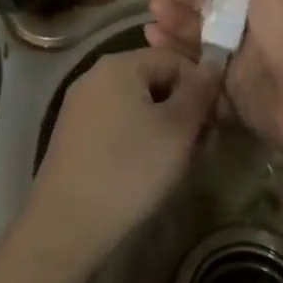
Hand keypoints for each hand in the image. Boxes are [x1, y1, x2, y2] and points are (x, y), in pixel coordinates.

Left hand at [24, 46, 219, 271]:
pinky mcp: (73, 132)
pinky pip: (116, 122)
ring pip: (136, 103)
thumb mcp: (177, 129)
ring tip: (176, 161)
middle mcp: (95, 74)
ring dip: (162, 125)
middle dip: (181, 108)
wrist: (67, 222)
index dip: (201, 87)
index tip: (215, 123)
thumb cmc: (129, 169)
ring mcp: (80, 104)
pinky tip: (145, 168)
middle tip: (199, 146)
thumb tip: (213, 63)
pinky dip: (137, 137)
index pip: (174, 59)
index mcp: (120, 64)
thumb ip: (199, 91)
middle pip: (153, 78)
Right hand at [145, 0, 282, 153]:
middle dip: (186, 3)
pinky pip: (201, 69)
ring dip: (177, 27)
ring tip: (149, 21)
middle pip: (216, 11)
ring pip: (204, 39)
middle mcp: (261, 30)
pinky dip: (178, 58)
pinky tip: (154, 45)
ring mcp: (247, 62)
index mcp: (277, 3)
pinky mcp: (233, 90)